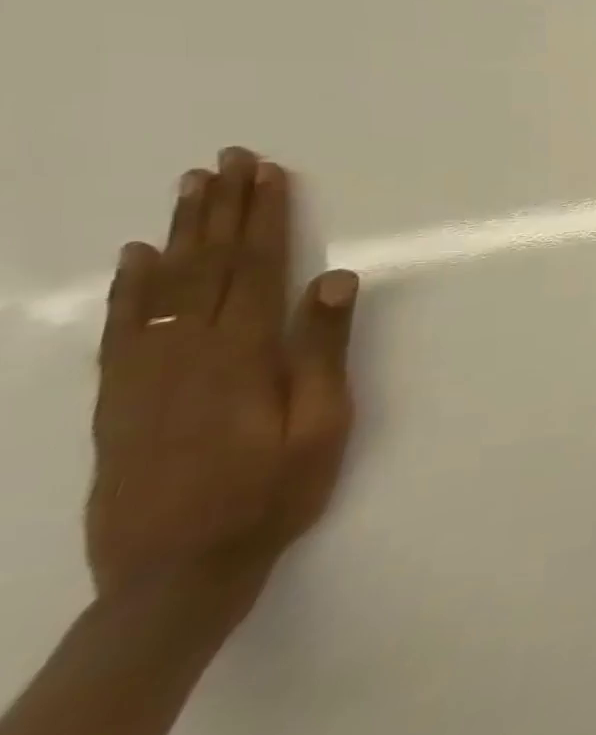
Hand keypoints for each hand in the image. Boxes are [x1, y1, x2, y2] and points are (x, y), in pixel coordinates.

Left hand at [88, 148, 358, 620]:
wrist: (174, 574)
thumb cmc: (272, 494)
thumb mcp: (322, 426)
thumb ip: (323, 350)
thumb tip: (336, 277)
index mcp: (244, 355)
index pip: (258, 267)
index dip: (266, 217)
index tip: (270, 174)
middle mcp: (188, 352)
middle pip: (210, 264)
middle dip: (223, 208)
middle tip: (228, 159)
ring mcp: (145, 374)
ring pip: (165, 286)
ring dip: (180, 232)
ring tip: (189, 187)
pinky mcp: (120, 398)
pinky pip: (124, 327)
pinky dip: (131, 286)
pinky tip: (137, 258)